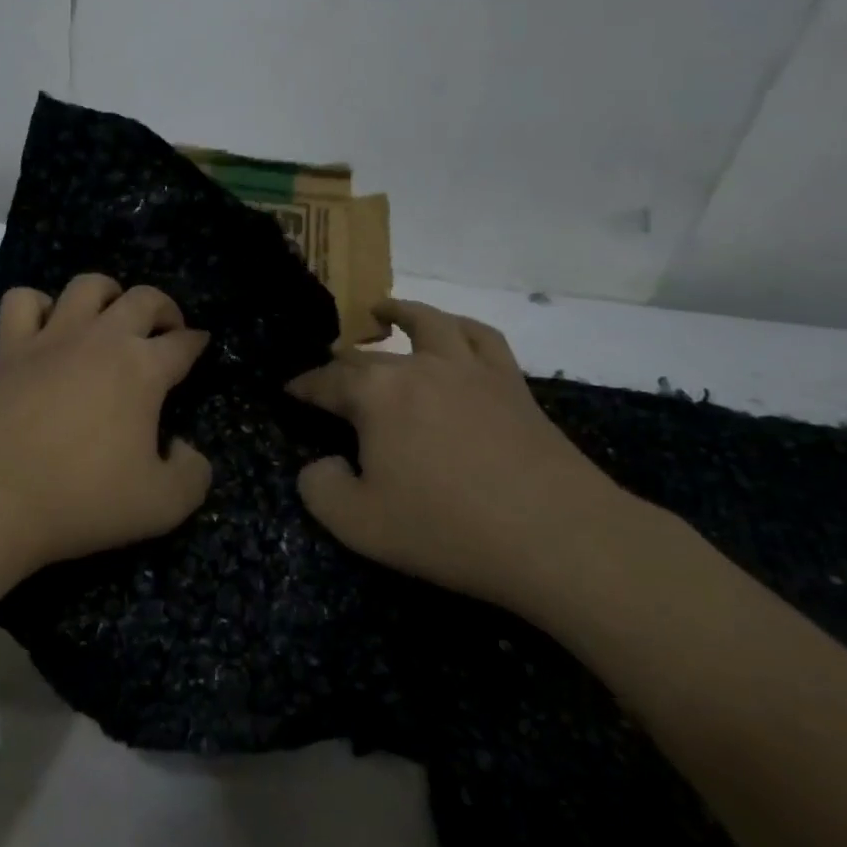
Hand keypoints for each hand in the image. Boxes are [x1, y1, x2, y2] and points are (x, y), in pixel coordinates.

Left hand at [0, 274, 212, 592]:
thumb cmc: (80, 500)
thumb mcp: (162, 506)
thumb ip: (193, 474)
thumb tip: (181, 446)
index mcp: (142, 369)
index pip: (183, 343)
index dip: (198, 343)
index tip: (201, 347)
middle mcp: (100, 339)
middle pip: (143, 298)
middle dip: (164, 309)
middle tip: (166, 333)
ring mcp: (51, 338)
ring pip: (87, 286)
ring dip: (108, 294)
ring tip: (111, 319)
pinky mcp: (9, 350)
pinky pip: (23, 302)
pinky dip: (39, 305)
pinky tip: (47, 328)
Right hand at [288, 299, 634, 604]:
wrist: (556, 536)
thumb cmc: (447, 529)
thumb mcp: (359, 524)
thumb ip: (320, 488)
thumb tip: (319, 464)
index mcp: (375, 395)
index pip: (326, 381)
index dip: (303, 386)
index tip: (290, 391)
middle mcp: (418, 367)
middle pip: (368, 354)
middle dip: (340, 361)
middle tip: (329, 372)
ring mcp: (468, 369)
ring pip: (428, 323)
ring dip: (400, 312)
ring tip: (384, 310)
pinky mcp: (511, 383)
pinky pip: (482, 338)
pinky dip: (460, 327)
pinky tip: (454, 331)